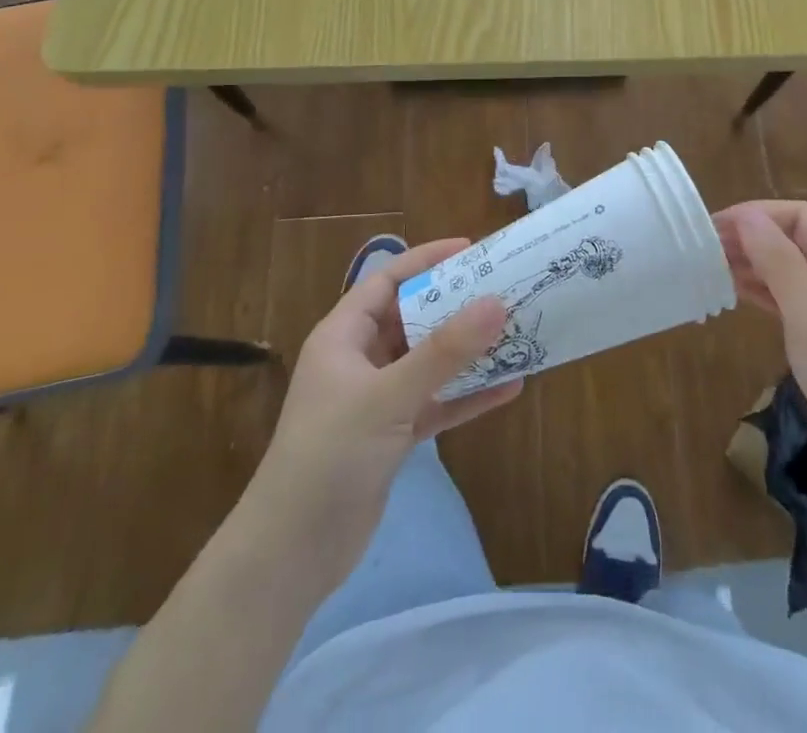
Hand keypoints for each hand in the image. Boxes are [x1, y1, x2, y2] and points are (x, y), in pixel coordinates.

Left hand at [244, 237, 520, 593]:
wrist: (291, 556)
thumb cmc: (330, 456)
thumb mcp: (389, 396)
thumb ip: (445, 352)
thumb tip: (497, 302)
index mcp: (344, 336)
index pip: (387, 281)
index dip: (427, 260)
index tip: (472, 249)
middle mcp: (360, 359)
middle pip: (414, 318)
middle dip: (457, 305)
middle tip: (504, 289)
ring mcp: (377, 399)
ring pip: (430, 362)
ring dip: (468, 351)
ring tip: (516, 332)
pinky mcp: (392, 435)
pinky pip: (436, 402)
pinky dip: (467, 395)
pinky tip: (508, 388)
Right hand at [714, 201, 806, 516]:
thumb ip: (778, 261)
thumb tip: (748, 216)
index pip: (800, 217)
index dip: (757, 215)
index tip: (714, 226)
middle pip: (793, 242)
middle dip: (750, 241)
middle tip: (702, 250)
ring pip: (788, 273)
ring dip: (752, 268)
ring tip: (708, 270)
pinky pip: (790, 304)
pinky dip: (762, 297)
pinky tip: (733, 296)